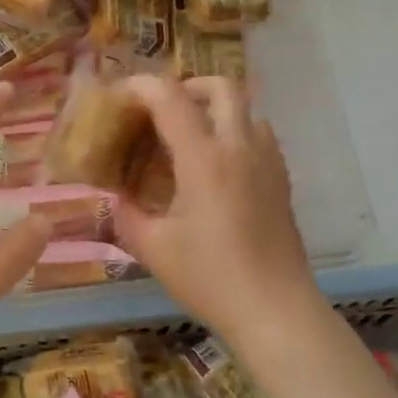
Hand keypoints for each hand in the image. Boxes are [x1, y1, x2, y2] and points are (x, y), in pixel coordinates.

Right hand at [112, 76, 315, 339]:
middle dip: (186, 86)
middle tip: (161, 111)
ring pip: (246, 108)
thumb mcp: (153, 248)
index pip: (170, 97)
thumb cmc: (209, 278)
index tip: (119, 96)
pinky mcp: (282, 180)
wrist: (275, 311)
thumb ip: (126, 215)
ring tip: (189, 137)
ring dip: (215, 109)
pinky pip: (259, 135)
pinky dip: (235, 132)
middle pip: (221, 86)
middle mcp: (239, 148)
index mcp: (204, 158)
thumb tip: (116, 198)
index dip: (140, 86)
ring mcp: (267, 162)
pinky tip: (217, 167)